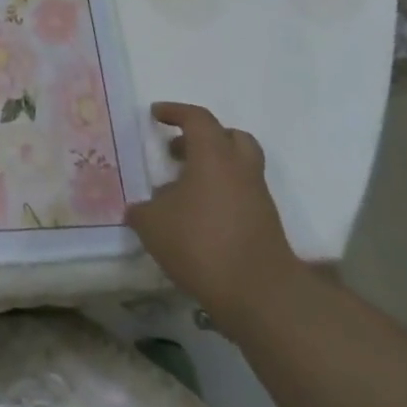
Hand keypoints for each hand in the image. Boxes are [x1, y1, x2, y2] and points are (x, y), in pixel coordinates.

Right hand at [126, 102, 301, 330]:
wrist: (260, 294)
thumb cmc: (201, 244)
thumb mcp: (153, 225)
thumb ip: (143, 210)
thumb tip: (140, 208)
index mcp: (213, 156)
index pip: (197, 119)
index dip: (175, 112)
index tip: (155, 114)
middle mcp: (240, 169)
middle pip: (230, 137)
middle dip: (203, 137)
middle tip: (177, 149)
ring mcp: (257, 197)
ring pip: (238, 167)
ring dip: (212, 168)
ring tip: (181, 188)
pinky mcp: (265, 224)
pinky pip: (241, 194)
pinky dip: (220, 194)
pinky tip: (196, 216)